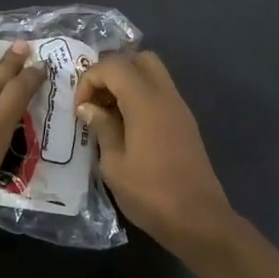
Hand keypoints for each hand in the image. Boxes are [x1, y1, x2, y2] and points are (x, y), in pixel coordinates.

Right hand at [74, 51, 233, 254]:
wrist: (197, 219)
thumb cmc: (150, 193)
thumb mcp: (114, 164)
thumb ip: (102, 128)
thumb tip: (88, 107)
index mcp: (145, 102)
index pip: (114, 65)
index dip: (90, 78)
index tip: (80, 108)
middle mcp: (166, 96)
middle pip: (140, 58)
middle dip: (113, 71)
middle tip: (96, 100)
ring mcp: (180, 108)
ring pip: (153, 74)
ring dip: (128, 83)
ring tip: (108, 114)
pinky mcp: (186, 123)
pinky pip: (161, 94)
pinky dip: (141, 98)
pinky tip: (127, 127)